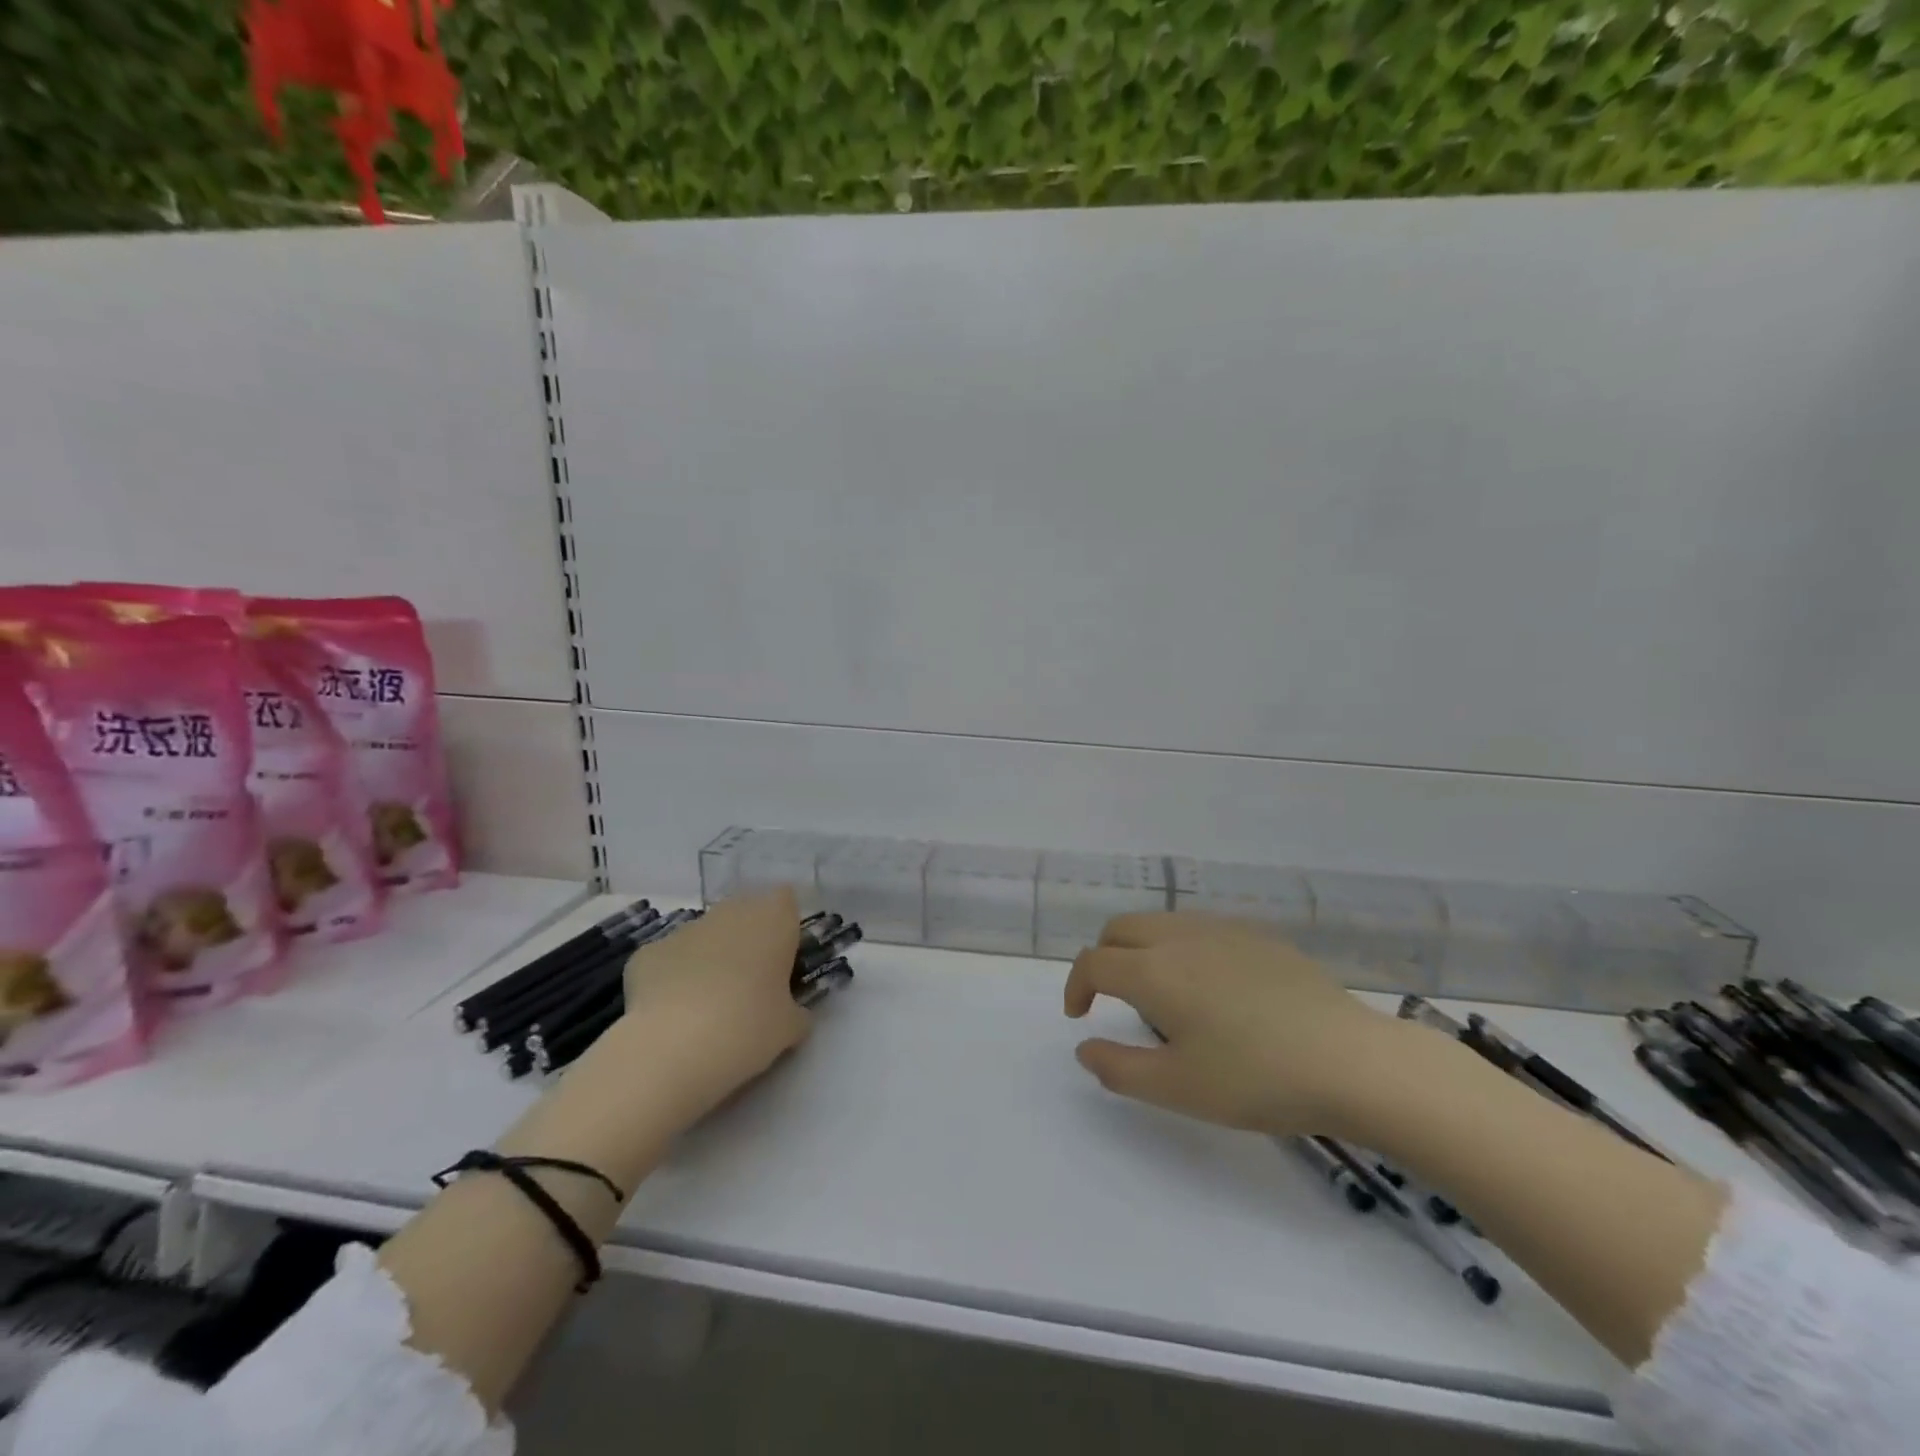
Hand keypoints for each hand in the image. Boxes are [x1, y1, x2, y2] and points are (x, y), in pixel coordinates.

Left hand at [618, 888, 810, 1125]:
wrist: (672, 1047)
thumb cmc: (747, 1028)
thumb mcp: (789, 1028)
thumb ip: (797, 1011)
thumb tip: (792, 1012)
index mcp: (773, 921)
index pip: (785, 900)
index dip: (785, 925)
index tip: (785, 958)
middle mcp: (730, 913)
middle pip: (744, 913)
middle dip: (748, 940)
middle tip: (751, 984)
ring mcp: (685, 929)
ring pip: (706, 935)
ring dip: (711, 957)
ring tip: (709, 1005)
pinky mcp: (647, 952)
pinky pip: (670, 959)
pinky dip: (673, 977)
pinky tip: (673, 1013)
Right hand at [1064, 912, 1402, 1135]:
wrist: (1351, 1061)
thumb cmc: (1256, 1078)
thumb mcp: (1177, 1088)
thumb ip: (1118, 1068)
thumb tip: (1085, 1047)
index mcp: (1154, 971)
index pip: (1094, 962)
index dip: (1076, 986)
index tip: (1080, 1017)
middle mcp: (1180, 937)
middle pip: (1121, 929)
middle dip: (1104, 958)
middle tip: (1112, 999)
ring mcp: (1223, 930)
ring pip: (1161, 922)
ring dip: (1141, 948)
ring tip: (1161, 994)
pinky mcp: (1258, 935)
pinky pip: (1200, 928)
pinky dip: (1181, 947)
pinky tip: (1212, 986)